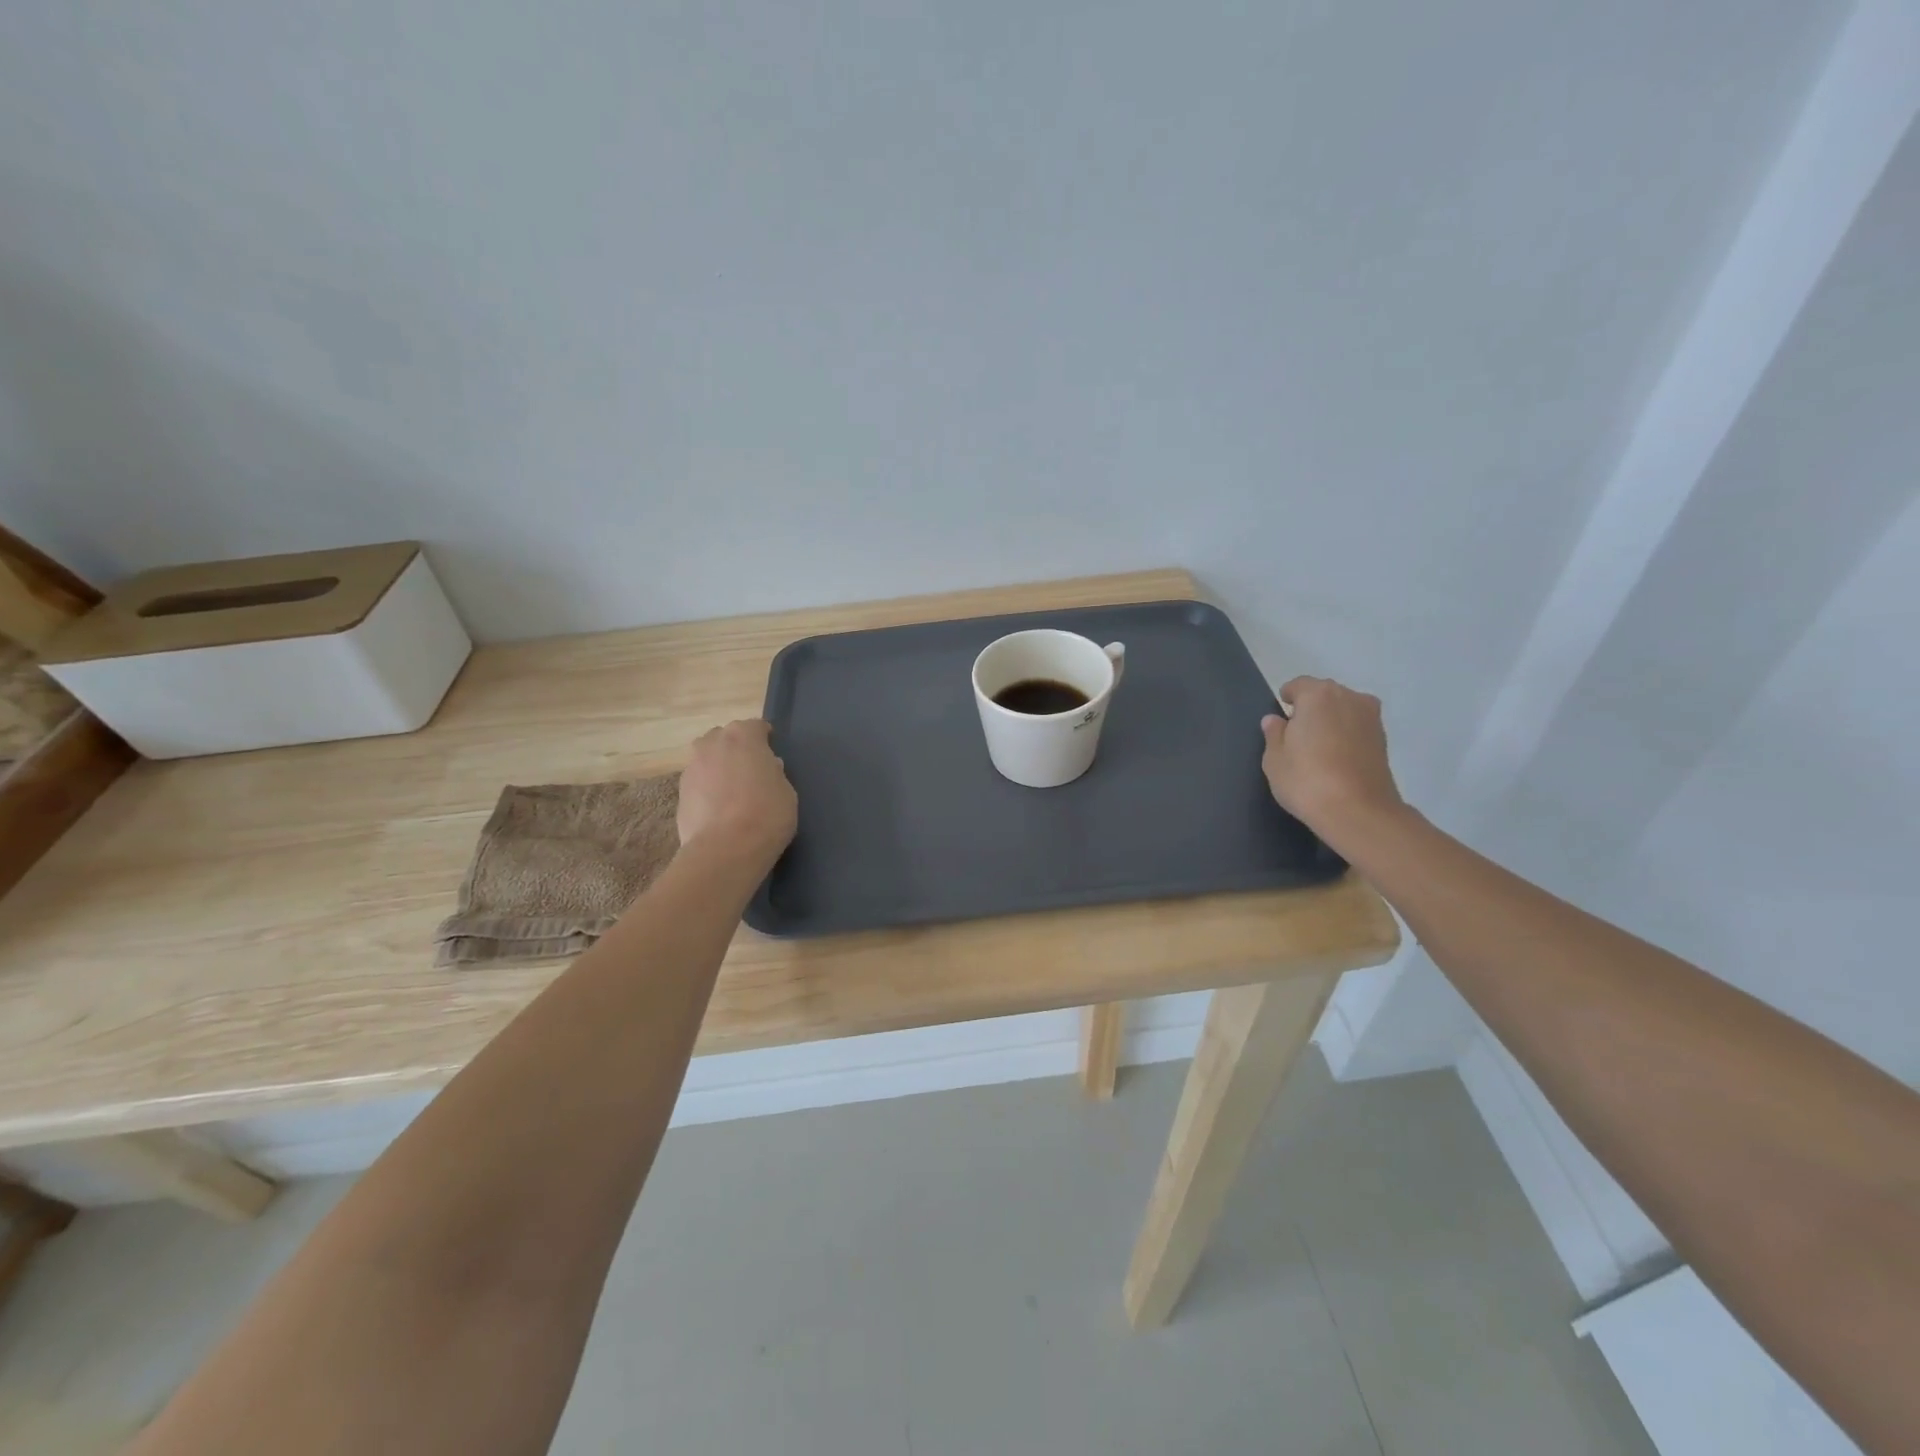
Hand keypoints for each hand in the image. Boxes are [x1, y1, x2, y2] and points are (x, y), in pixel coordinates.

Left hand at [677, 720, 797, 862]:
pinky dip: (707, 789)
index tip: (771, 754)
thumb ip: (774, 773)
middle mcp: (713, 743)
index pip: (756, 726)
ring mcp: (692, 767)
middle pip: (725, 738)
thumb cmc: (767, 814)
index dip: (765, 739)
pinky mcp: (679, 792)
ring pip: (707, 759)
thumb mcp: (786, 791)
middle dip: (736, 749)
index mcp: (743, 735)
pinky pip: (698, 783)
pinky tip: (718, 809)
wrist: (725, 849)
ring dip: (718, 768)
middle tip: (750, 772)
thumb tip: (766, 768)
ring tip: (732, 792)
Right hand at [1260, 677, 1404, 836]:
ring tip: (1318, 751)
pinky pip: (1357, 728)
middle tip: (1297, 738)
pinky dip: (1346, 737)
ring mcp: (1371, 718)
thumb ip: (1274, 733)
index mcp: (1318, 695)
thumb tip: (1276, 720)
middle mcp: (1349, 697)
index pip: (1298, 686)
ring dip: (1330, 722)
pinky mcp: (1384, 740)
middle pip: (1324, 695)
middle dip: (1310, 710)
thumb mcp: (1274, 759)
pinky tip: (1336, 760)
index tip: (1281, 722)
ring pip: (1343, 710)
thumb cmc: (1306, 780)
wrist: (1358, 812)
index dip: (1287, 701)